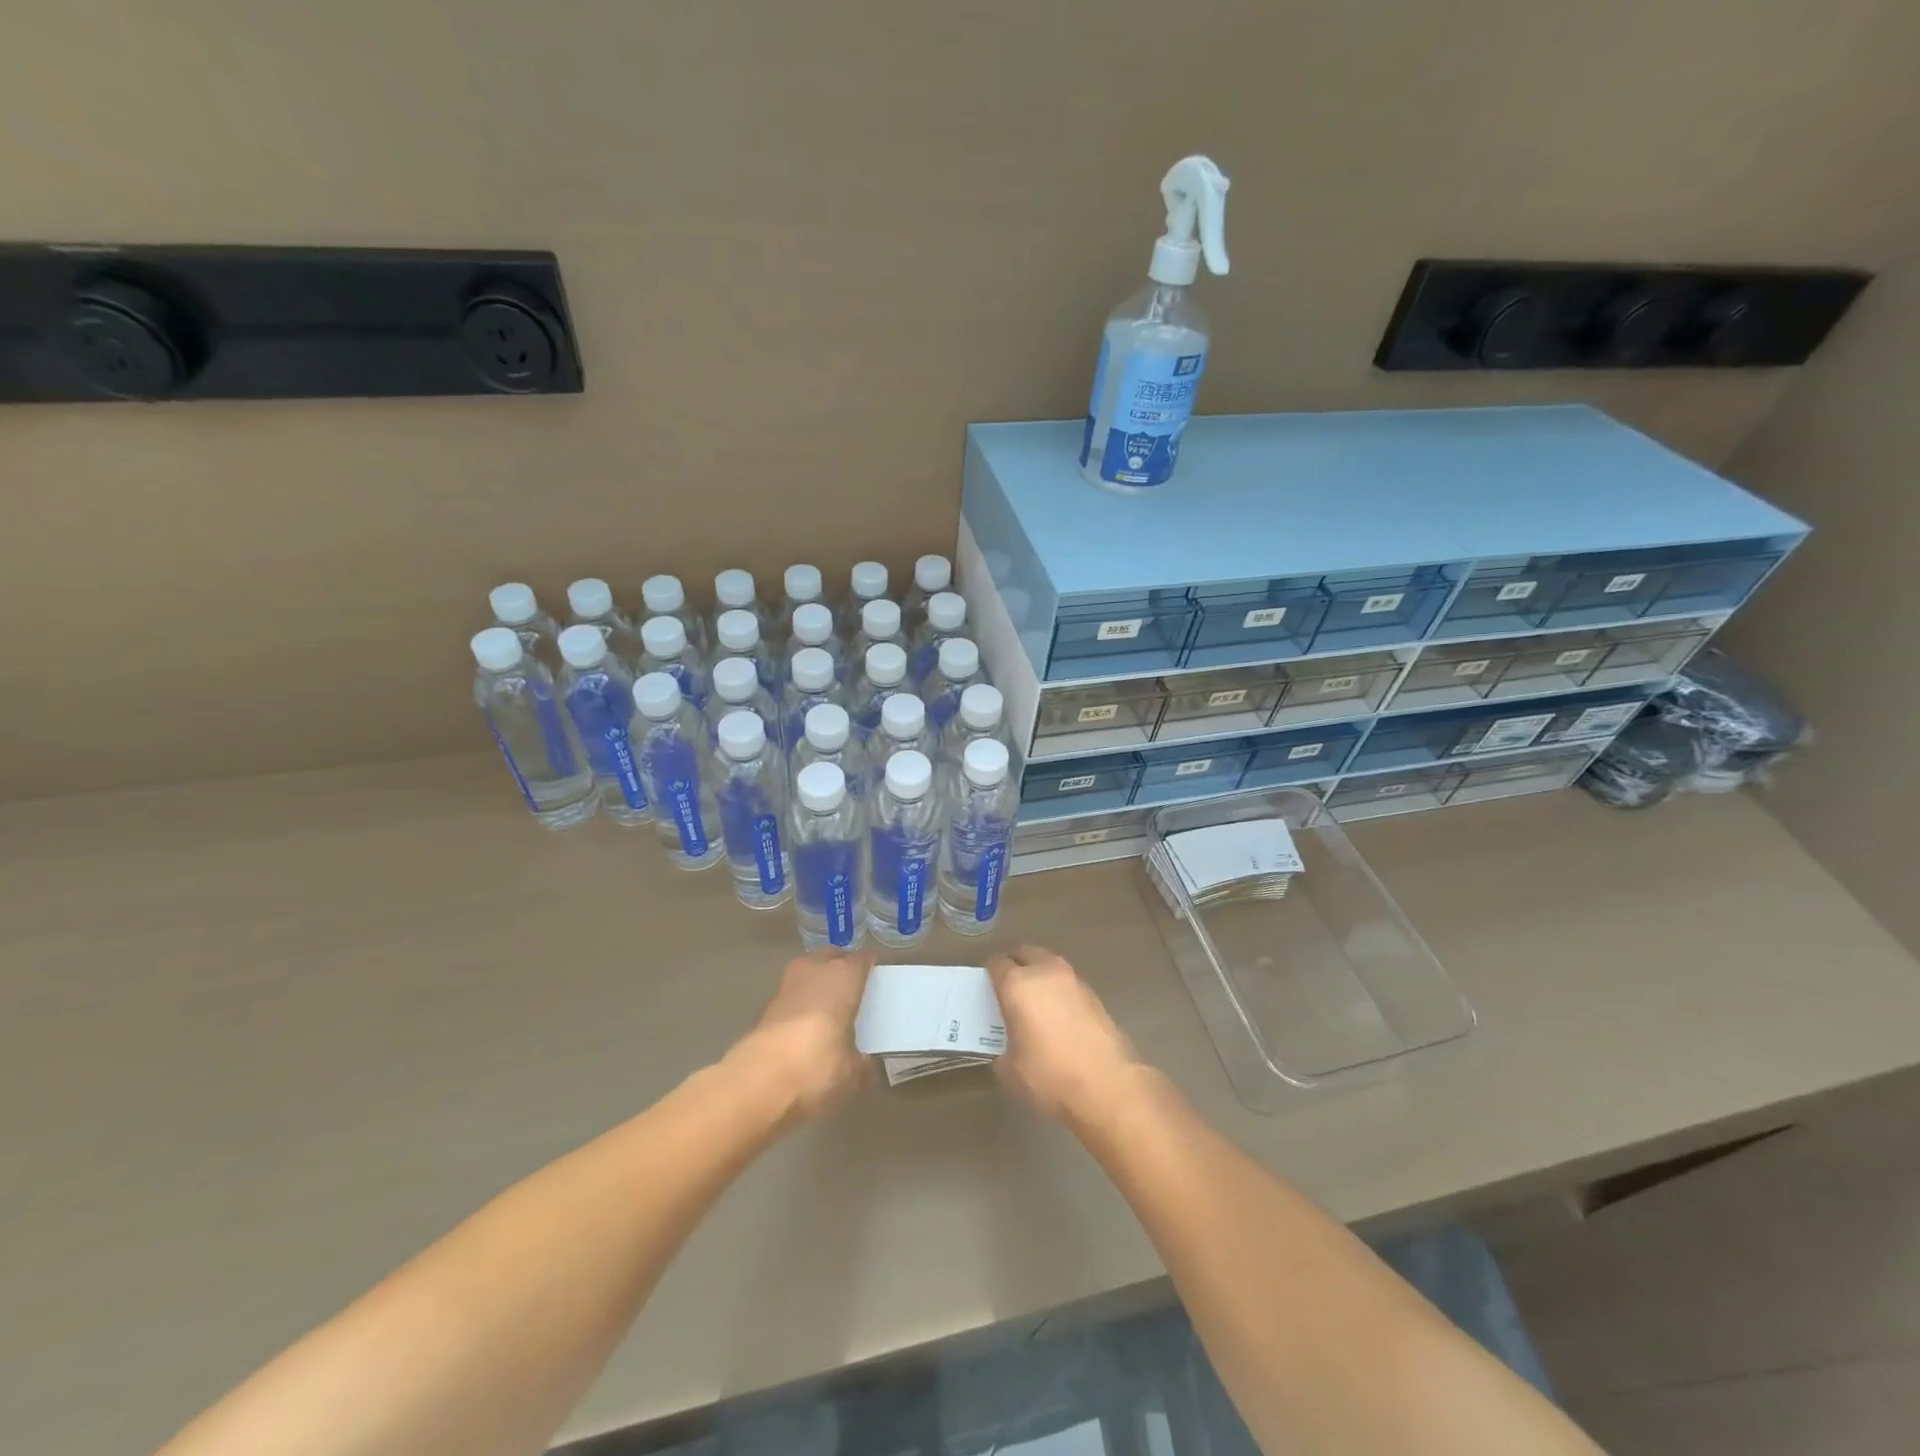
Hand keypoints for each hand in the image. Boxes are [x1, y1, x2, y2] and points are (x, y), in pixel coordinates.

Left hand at [724, 949, 872, 1123]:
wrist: (756, 1083)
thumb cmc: (817, 1067)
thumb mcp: (852, 1073)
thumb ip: (863, 1064)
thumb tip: (866, 1065)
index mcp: (843, 976)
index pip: (863, 960)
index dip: (871, 968)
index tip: (878, 981)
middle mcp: (814, 970)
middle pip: (832, 957)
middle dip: (841, 968)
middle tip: (852, 990)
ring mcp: (785, 985)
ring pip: (807, 972)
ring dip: (817, 983)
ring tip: (827, 1007)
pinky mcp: (764, 1006)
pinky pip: (790, 995)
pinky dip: (799, 1003)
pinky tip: (803, 1027)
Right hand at [988, 946, 1142, 1129]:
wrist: (1107, 1086)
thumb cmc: (1050, 1076)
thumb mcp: (1011, 1070)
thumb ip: (1003, 1049)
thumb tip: (1010, 1047)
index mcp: (1018, 984)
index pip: (996, 963)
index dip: (989, 974)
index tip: (987, 990)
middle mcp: (1045, 972)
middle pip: (1025, 953)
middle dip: (1015, 965)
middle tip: (1009, 990)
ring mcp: (1073, 980)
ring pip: (1049, 964)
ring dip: (1039, 975)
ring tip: (1036, 1003)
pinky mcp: (1094, 994)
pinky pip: (1067, 983)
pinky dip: (1059, 991)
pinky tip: (1059, 1017)